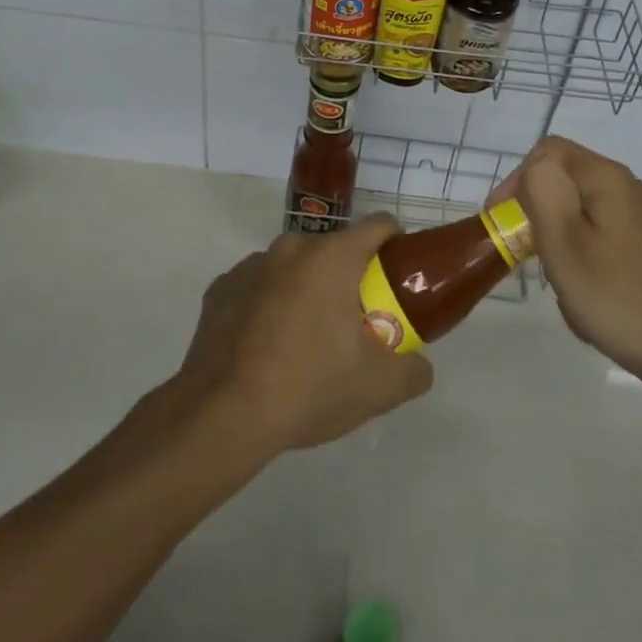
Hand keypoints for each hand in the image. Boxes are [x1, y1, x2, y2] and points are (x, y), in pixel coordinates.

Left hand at [173, 215, 433, 457]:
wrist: (221, 415)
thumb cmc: (308, 387)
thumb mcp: (377, 389)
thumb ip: (413, 371)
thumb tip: (420, 366)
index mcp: (332, 257)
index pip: (378, 226)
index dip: (396, 244)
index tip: (399, 276)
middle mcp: (291, 247)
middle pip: (334, 250)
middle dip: (349, 277)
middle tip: (355, 322)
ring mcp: (251, 265)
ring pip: (293, 267)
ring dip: (306, 289)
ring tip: (306, 340)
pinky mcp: (221, 288)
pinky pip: (258, 286)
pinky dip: (269, 304)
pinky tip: (266, 347)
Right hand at [495, 137, 641, 382]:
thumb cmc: (618, 297)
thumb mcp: (565, 242)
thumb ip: (542, 192)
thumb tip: (535, 168)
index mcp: (605, 178)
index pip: (547, 151)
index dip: (516, 179)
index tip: (502, 220)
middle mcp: (626, 188)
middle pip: (564, 179)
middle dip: (536, 211)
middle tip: (525, 253)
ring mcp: (640, 218)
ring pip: (579, 210)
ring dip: (557, 238)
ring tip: (555, 278)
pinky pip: (599, 235)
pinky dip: (580, 256)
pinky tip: (583, 293)